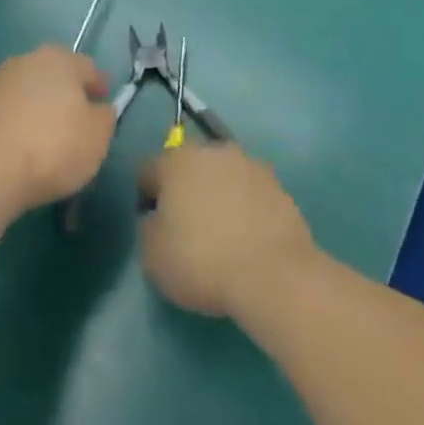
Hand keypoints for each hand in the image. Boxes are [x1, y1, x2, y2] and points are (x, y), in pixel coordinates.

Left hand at [0, 46, 114, 215]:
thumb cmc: (53, 147)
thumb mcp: (97, 137)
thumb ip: (104, 117)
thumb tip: (98, 109)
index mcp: (59, 60)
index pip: (88, 68)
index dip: (99, 86)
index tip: (103, 104)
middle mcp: (26, 61)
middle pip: (55, 75)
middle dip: (66, 93)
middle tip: (76, 120)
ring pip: (28, 92)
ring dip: (38, 107)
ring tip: (46, 137)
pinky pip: (7, 112)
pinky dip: (17, 123)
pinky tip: (20, 147)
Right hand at [137, 144, 314, 319]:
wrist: (273, 274)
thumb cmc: (203, 262)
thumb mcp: (153, 257)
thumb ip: (148, 229)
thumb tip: (157, 218)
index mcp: (176, 161)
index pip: (148, 170)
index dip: (147, 197)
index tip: (154, 225)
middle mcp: (212, 151)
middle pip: (188, 166)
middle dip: (185, 189)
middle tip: (187, 227)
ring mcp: (248, 164)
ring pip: (222, 175)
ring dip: (217, 194)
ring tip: (222, 234)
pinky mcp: (276, 183)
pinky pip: (249, 191)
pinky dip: (245, 206)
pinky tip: (248, 237)